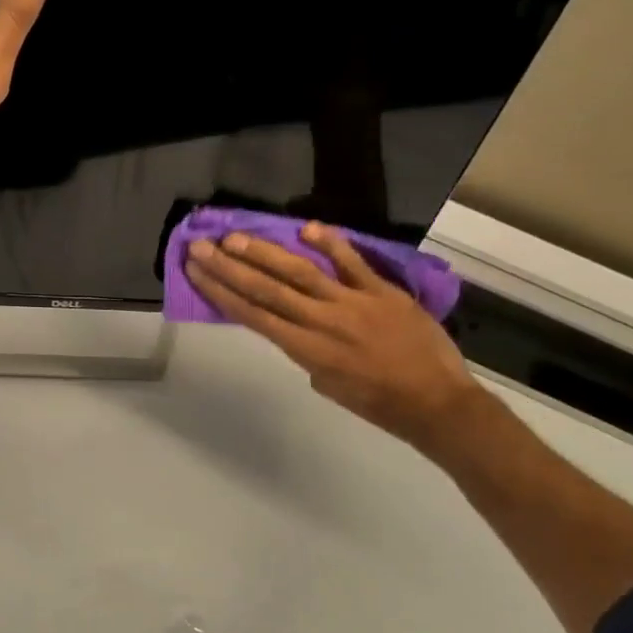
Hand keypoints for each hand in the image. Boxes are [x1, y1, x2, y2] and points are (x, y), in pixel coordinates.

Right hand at [186, 222, 487, 459]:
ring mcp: (353, 303)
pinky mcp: (383, 292)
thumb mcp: (329, 386)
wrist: (436, 404)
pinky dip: (331, 243)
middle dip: (228, 267)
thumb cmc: (379, 404)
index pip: (253, 315)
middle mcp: (322, 322)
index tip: (196, 272)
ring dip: (264, 252)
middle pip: (266, 289)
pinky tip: (306, 228)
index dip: (220, 292)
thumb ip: (308, 353)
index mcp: (306, 350)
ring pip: (300, 272)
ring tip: (235, 237)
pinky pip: (353, 263)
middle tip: (200, 247)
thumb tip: (299, 327)